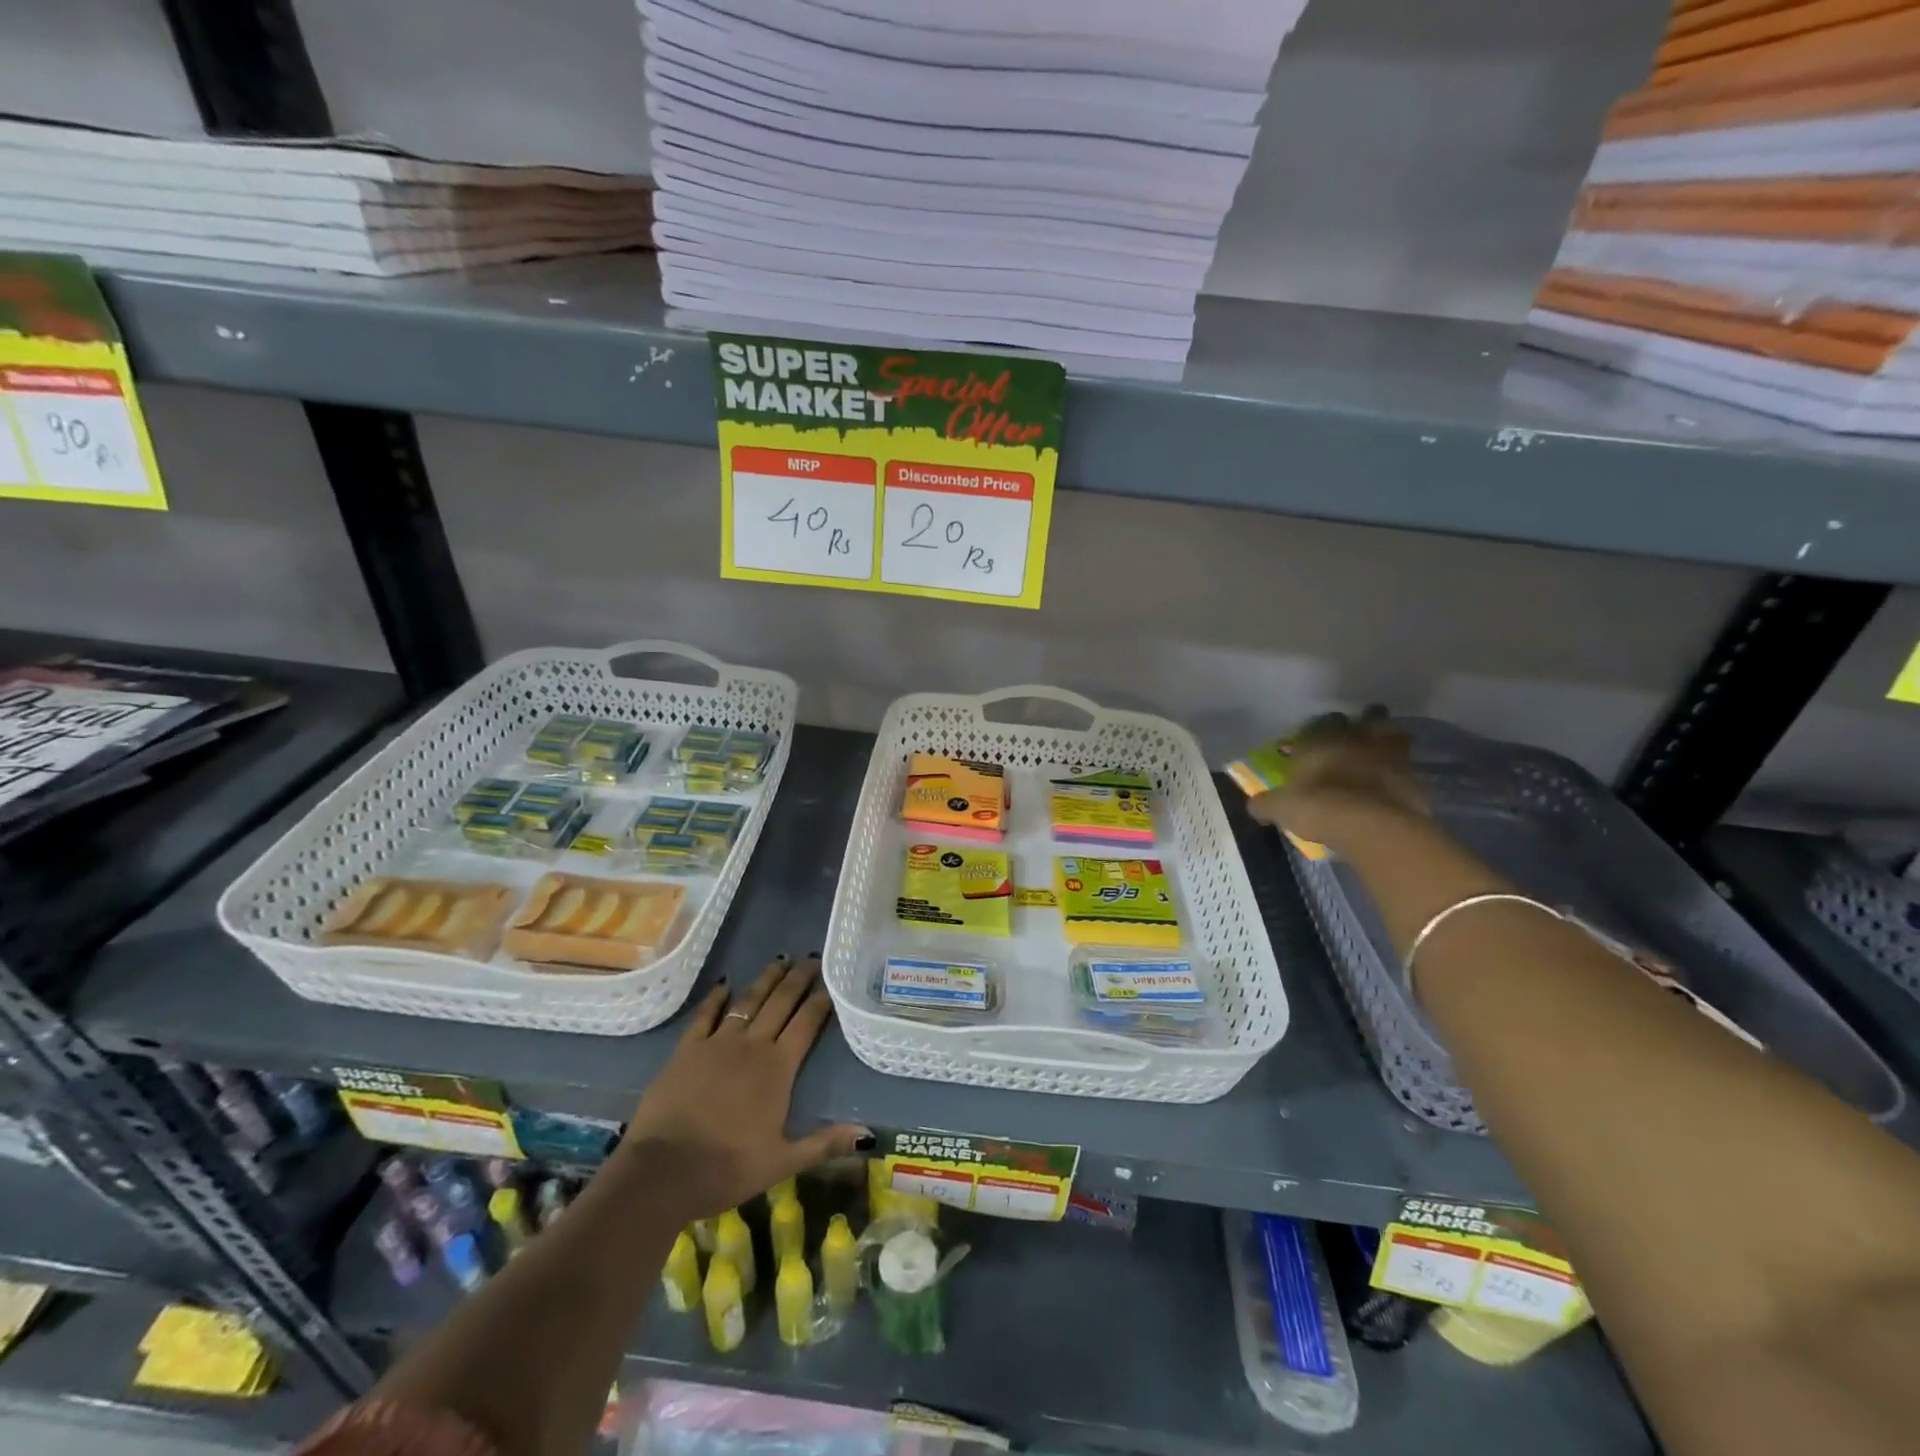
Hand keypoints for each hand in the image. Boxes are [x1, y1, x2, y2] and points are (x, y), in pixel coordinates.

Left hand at [620, 955, 869, 1219]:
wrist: (664, 1172)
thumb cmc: (727, 1168)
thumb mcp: (782, 1162)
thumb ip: (824, 1143)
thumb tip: (866, 1134)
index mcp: (778, 1069)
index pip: (807, 1024)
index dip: (820, 1000)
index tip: (831, 980)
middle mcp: (752, 1046)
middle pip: (780, 1003)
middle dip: (798, 979)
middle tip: (810, 957)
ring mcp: (718, 1043)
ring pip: (748, 1001)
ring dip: (766, 979)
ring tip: (780, 960)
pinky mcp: (687, 1049)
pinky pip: (705, 1015)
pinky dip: (716, 997)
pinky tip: (724, 983)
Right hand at [1247, 708, 1426, 851]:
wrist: (1369, 826)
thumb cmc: (1317, 806)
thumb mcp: (1279, 808)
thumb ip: (1265, 803)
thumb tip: (1254, 806)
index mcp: (1324, 740)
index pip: (1325, 720)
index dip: (1323, 727)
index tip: (1320, 737)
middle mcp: (1360, 740)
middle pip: (1371, 717)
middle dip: (1367, 722)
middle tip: (1361, 734)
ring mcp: (1392, 758)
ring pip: (1397, 738)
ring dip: (1390, 745)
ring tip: (1382, 758)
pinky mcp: (1415, 782)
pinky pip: (1410, 773)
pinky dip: (1403, 779)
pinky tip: (1394, 792)